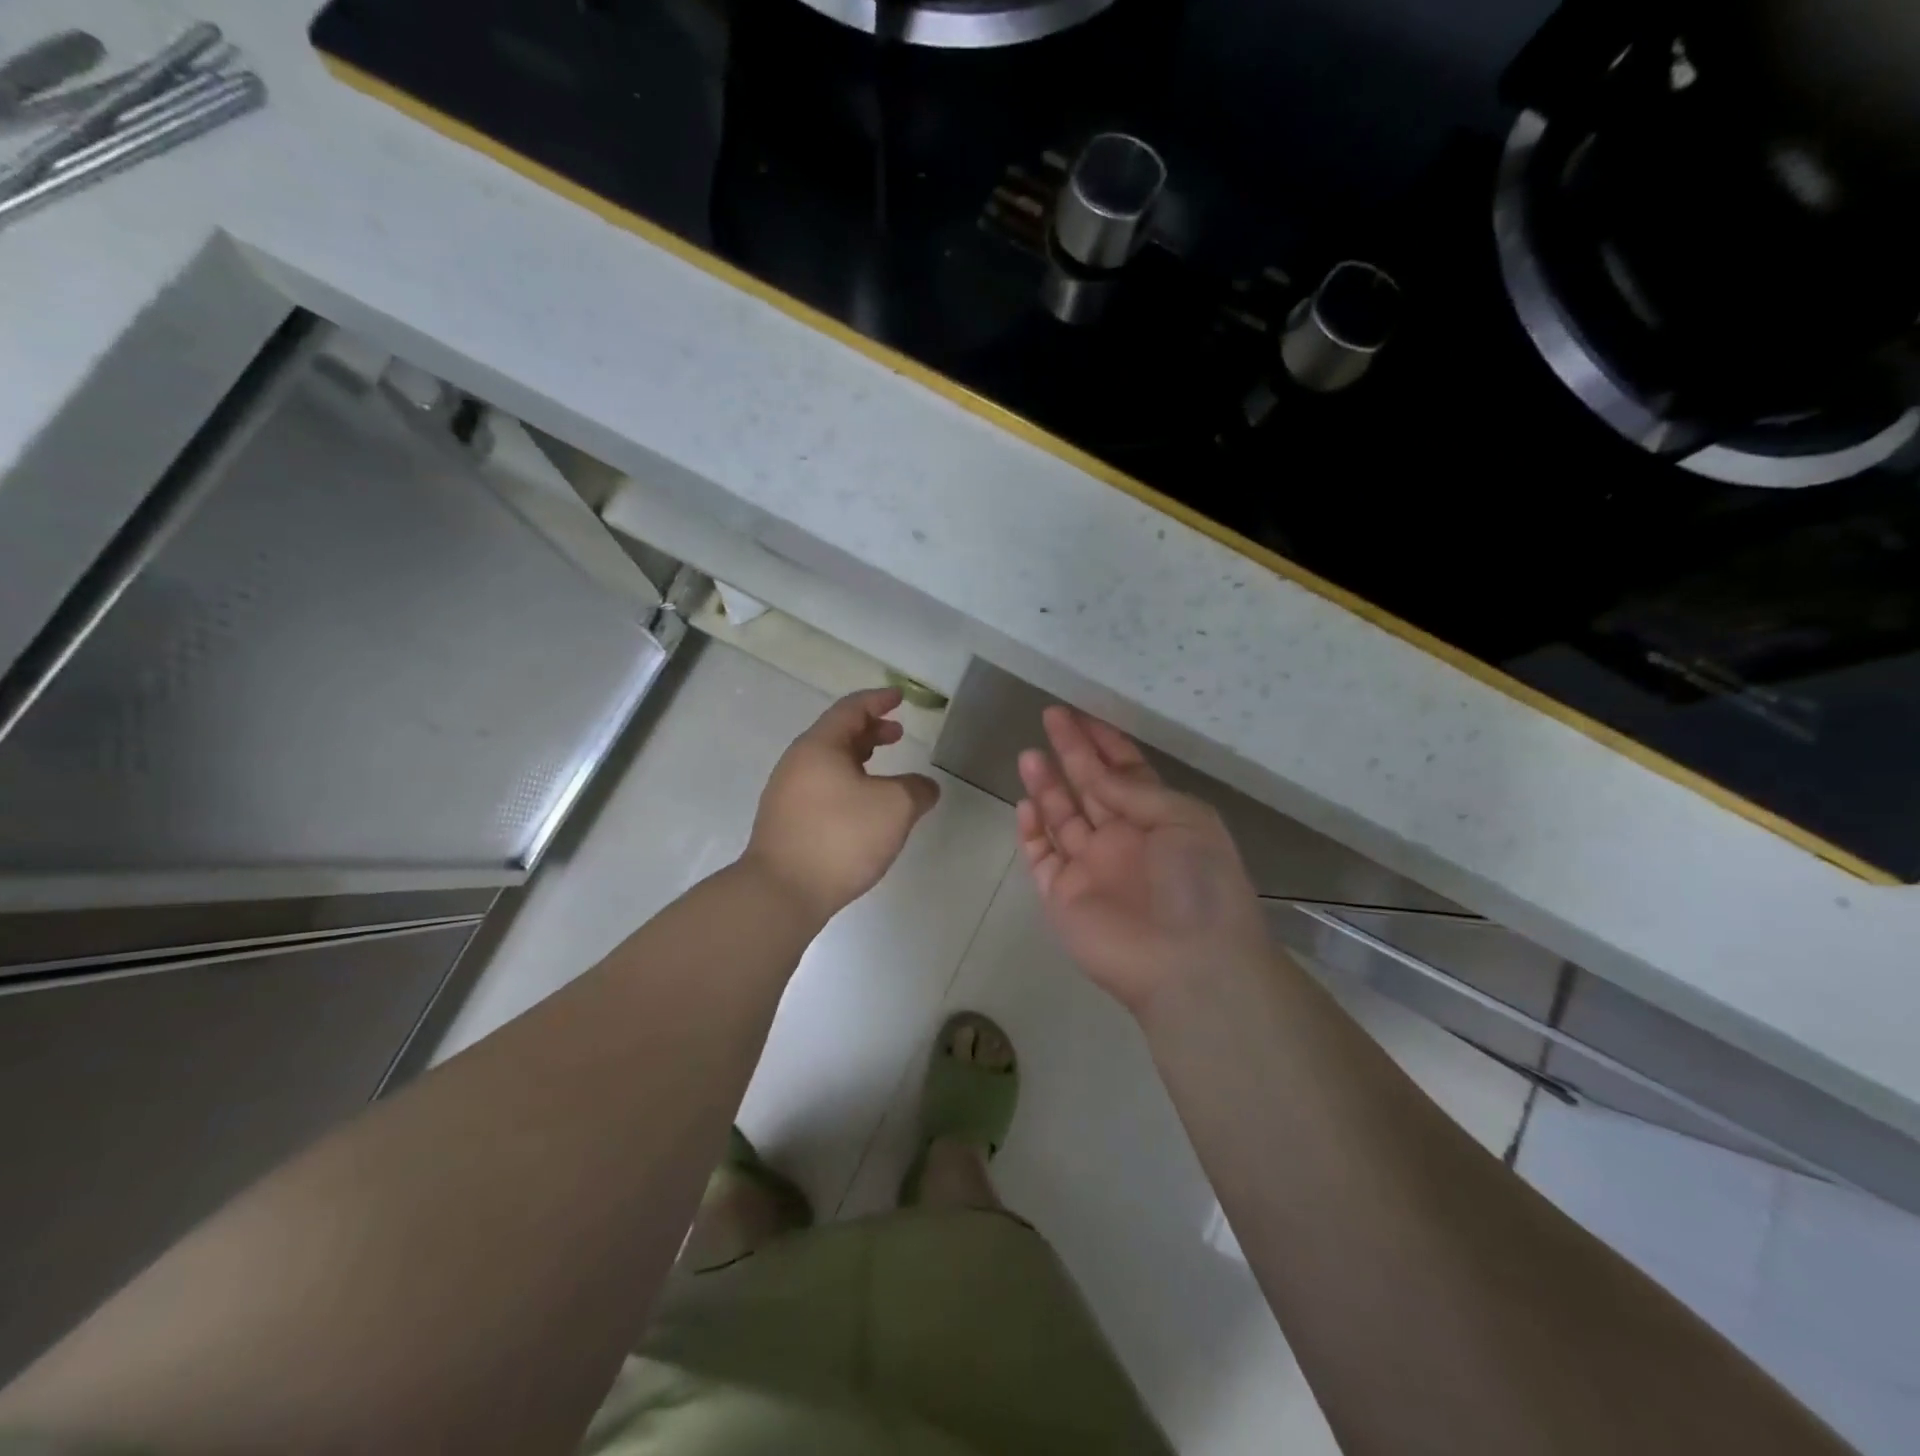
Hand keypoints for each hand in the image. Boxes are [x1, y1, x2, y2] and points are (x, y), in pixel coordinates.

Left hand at [744, 687, 940, 923]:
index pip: (851, 709)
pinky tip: (863, 807)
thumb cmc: (840, 837)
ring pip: (828, 763)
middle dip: (870, 731)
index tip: (899, 697)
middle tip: (897, 734)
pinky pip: (822, 788)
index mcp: (819, 746)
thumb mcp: (894, 808)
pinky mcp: (786, 822)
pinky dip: (847, 782)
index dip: (878, 700)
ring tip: (884, 769)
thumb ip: (916, 790)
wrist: (782, 892)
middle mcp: (798, 763)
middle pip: (836, 734)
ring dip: (858, 758)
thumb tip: (925, 787)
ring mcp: (787, 794)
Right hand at [1018, 707, 1269, 1016]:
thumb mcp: (1183, 819)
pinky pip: (1041, 857)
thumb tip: (1095, 772)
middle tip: (1050, 717)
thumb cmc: (1198, 883)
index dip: (1103, 742)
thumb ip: (1134, 791)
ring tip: (1029, 754)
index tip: (1081, 714)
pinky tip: (1025, 805)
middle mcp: (1122, 839)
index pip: (1125, 772)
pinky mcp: (1063, 896)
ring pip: (1061, 817)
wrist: (1189, 963)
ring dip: (1046, 785)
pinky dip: (1031, 832)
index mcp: (1157, 819)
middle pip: (1090, 787)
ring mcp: (1090, 868)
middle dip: (1071, 752)